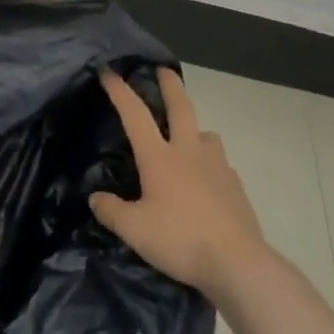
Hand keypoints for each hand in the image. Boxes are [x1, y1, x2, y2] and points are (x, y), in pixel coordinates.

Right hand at [91, 67, 270, 300]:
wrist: (238, 263)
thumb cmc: (180, 240)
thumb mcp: (134, 230)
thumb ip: (111, 212)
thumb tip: (96, 198)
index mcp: (159, 157)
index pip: (135, 114)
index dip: (120, 91)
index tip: (108, 72)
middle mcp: (189, 152)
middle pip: (180, 107)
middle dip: (170, 85)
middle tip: (163, 70)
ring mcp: (217, 166)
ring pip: (206, 134)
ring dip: (195, 129)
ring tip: (188, 139)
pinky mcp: (235, 185)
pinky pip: (220, 163)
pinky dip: (210, 162)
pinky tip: (206, 180)